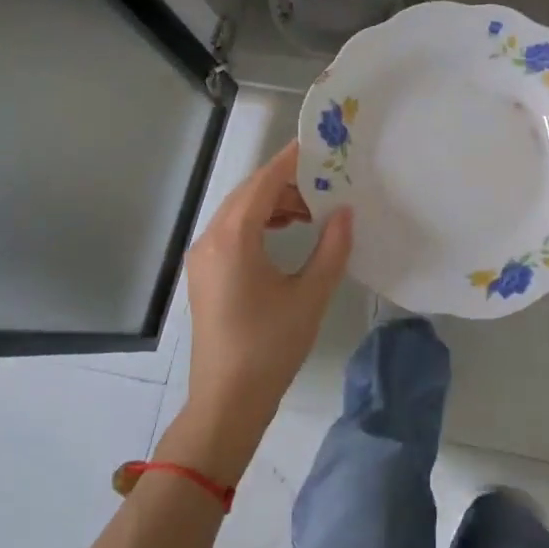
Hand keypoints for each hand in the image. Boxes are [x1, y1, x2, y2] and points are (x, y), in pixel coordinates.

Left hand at [174, 140, 352, 479]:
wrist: (226, 402)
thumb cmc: (270, 347)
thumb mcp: (310, 295)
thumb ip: (332, 248)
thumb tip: (345, 212)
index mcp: (233, 238)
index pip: (264, 182)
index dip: (291, 160)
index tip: (319, 145)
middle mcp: (211, 238)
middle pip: (249, 193)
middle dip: (286, 182)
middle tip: (326, 182)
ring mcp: (203, 256)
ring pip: (240, 211)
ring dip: (274, 204)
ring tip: (312, 211)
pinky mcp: (205, 273)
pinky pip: (232, 231)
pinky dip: (260, 223)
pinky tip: (286, 233)